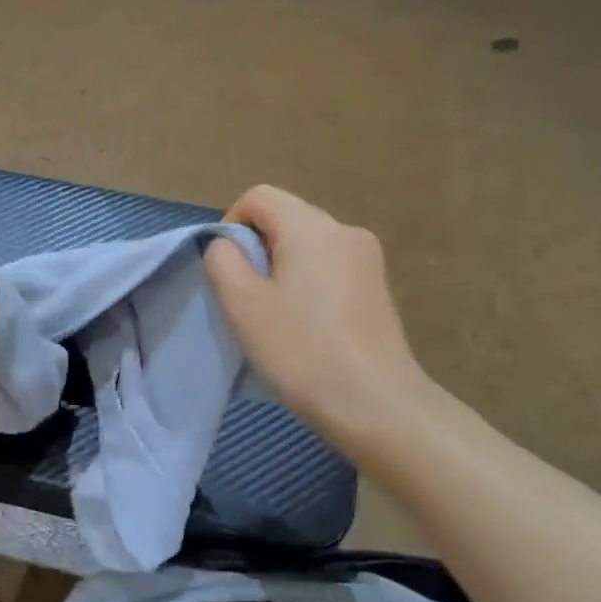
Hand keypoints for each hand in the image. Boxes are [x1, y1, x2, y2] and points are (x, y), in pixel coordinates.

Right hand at [205, 186, 425, 453]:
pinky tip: (307, 326)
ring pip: (307, 245)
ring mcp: (368, 258)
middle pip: (285, 218)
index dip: (231, 224)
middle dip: (257, 249)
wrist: (376, 404)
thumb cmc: (301, 350)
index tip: (228, 272)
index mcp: (312, 227)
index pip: (258, 197)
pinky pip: (329, 267)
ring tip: (277, 317)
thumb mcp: (243, 304)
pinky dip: (308, 284)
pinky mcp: (377, 287)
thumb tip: (228, 245)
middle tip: (248, 300)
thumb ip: (223, 260)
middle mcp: (345, 230)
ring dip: (281, 269)